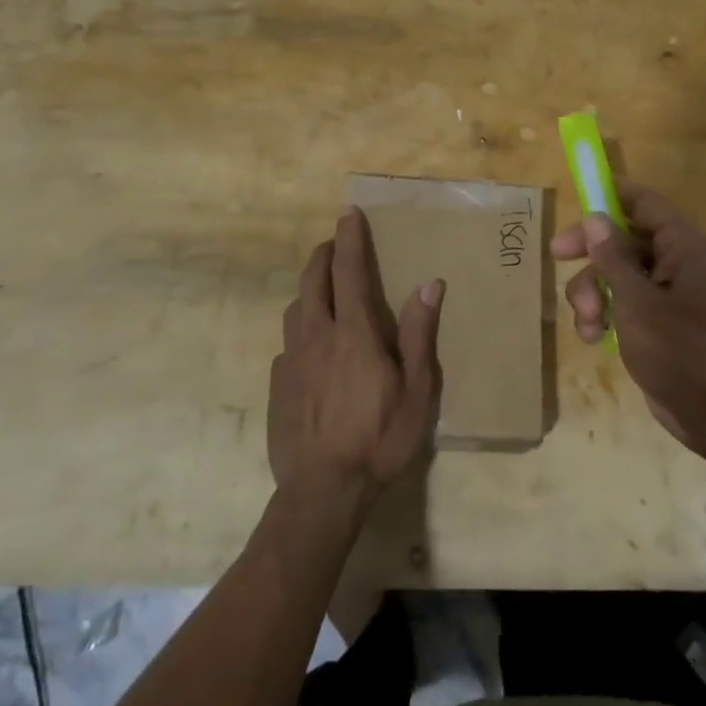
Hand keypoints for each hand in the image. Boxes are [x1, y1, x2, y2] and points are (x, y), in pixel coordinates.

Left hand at [269, 208, 443, 505]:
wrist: (322, 492)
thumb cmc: (379, 438)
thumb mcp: (416, 390)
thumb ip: (420, 334)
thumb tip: (429, 284)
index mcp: (353, 333)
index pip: (348, 271)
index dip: (349, 239)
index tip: (348, 213)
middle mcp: (316, 336)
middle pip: (312, 281)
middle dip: (323, 255)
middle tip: (334, 244)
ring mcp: (290, 361)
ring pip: (294, 309)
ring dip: (308, 290)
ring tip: (323, 292)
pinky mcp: (276, 385)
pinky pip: (286, 345)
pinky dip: (300, 332)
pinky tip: (310, 350)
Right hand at [552, 186, 705, 456]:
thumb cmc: (682, 352)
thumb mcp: (638, 302)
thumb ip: (613, 258)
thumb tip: (595, 217)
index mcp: (684, 247)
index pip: (645, 203)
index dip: (611, 195)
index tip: (577, 197)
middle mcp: (680, 263)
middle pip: (624, 239)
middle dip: (592, 255)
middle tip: (557, 258)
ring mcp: (672, 294)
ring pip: (619, 274)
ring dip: (594, 293)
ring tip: (589, 323)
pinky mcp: (663, 323)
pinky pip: (626, 303)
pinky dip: (607, 315)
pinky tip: (594, 338)